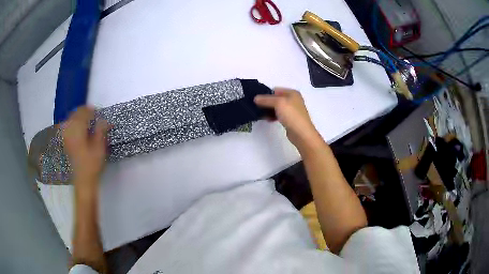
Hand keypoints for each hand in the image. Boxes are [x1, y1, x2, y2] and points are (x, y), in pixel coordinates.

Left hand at [62, 106, 108, 187]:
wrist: (83, 181)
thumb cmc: (92, 165)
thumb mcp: (100, 148)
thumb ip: (101, 131)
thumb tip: (104, 120)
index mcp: (78, 129)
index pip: (84, 112)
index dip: (92, 110)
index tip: (99, 112)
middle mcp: (70, 130)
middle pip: (76, 113)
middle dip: (85, 112)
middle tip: (93, 115)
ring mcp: (66, 136)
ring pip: (71, 118)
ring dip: (79, 116)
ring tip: (86, 120)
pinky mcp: (65, 142)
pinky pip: (67, 126)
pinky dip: (73, 123)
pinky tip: (78, 127)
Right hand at [254, 88, 322, 152]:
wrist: (302, 134)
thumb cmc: (292, 115)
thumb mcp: (278, 103)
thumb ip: (266, 100)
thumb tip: (255, 98)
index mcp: (292, 93)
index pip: (275, 90)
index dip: (266, 94)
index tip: (256, 100)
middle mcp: (293, 99)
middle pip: (276, 98)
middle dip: (266, 102)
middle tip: (256, 107)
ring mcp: (292, 110)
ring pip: (277, 107)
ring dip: (269, 110)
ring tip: (260, 114)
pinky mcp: (290, 119)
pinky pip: (279, 114)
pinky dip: (273, 116)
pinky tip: (267, 119)